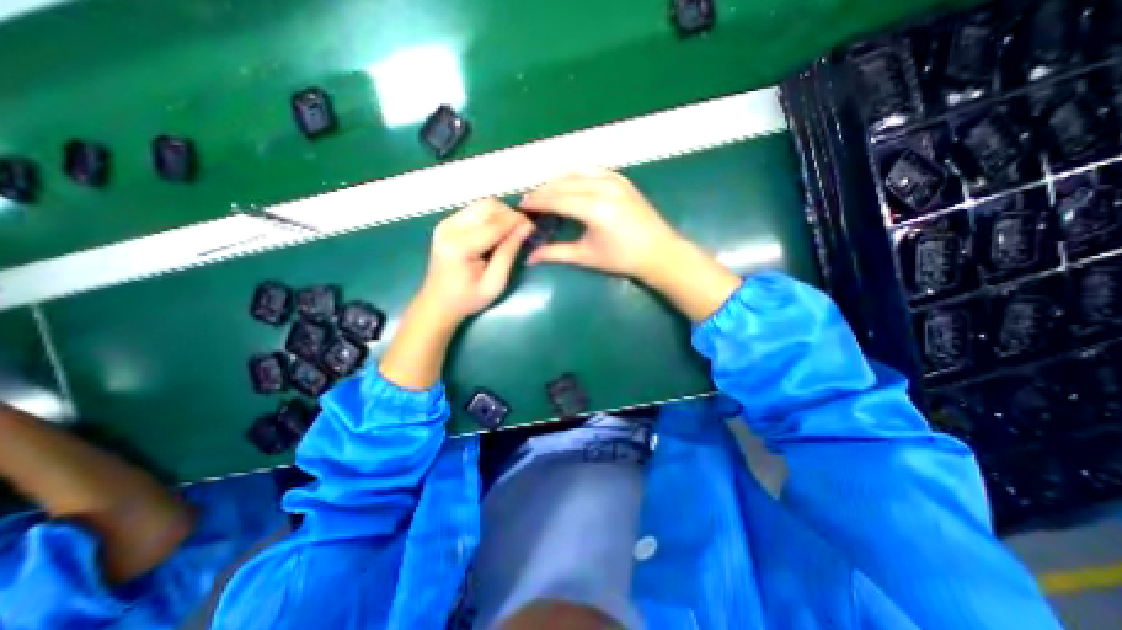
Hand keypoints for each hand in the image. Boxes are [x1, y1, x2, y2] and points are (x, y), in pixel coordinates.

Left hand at [415, 197, 532, 326]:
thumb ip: (509, 253)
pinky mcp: (446, 223)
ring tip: (511, 232)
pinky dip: (490, 217)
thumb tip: (526, 227)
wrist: (437, 303)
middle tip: (522, 230)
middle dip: (510, 214)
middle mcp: (450, 228)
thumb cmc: (467, 299)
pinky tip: (496, 233)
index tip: (533, 227)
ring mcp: (446, 223)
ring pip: (482, 204)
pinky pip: (474, 210)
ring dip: (500, 214)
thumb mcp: (495, 283)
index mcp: (460, 247)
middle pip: (488, 206)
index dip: (517, 221)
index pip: (496, 223)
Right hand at [520, 171, 742, 320]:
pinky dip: (575, 174)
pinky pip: (591, 169)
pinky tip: (569, 184)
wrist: (659, 252)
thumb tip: (529, 257)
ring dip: (557, 180)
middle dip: (543, 190)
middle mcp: (603, 187)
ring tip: (546, 193)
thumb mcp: (586, 257)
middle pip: (562, 182)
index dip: (536, 201)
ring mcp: (614, 179)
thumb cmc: (622, 259)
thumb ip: (556, 253)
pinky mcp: (622, 178)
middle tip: (530, 202)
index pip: (556, 198)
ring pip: (576, 170)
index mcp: (594, 208)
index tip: (521, 206)